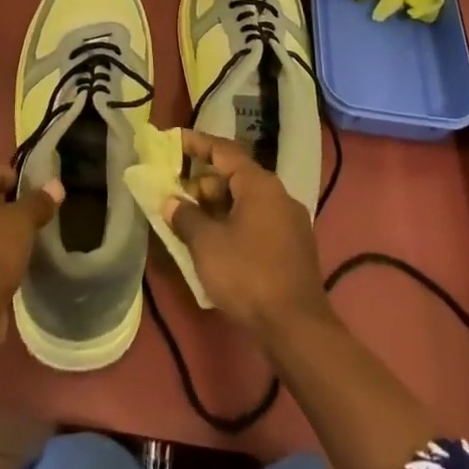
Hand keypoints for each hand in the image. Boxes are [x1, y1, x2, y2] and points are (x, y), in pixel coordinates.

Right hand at [165, 132, 329, 336]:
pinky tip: (218, 245)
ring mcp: (290, 222)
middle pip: (235, 176)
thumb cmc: (247, 275)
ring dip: (218, 207)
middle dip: (204, 183)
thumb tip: (171, 202)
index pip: (224, 150)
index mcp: (259, 184)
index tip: (174, 140)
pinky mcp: (294, 247)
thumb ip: (185, 217)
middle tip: (178, 198)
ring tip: (193, 224)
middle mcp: (279, 194)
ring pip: (246, 201)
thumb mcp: (206, 244)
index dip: (197, 143)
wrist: (297, 328)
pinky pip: (258, 222)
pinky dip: (235, 223)